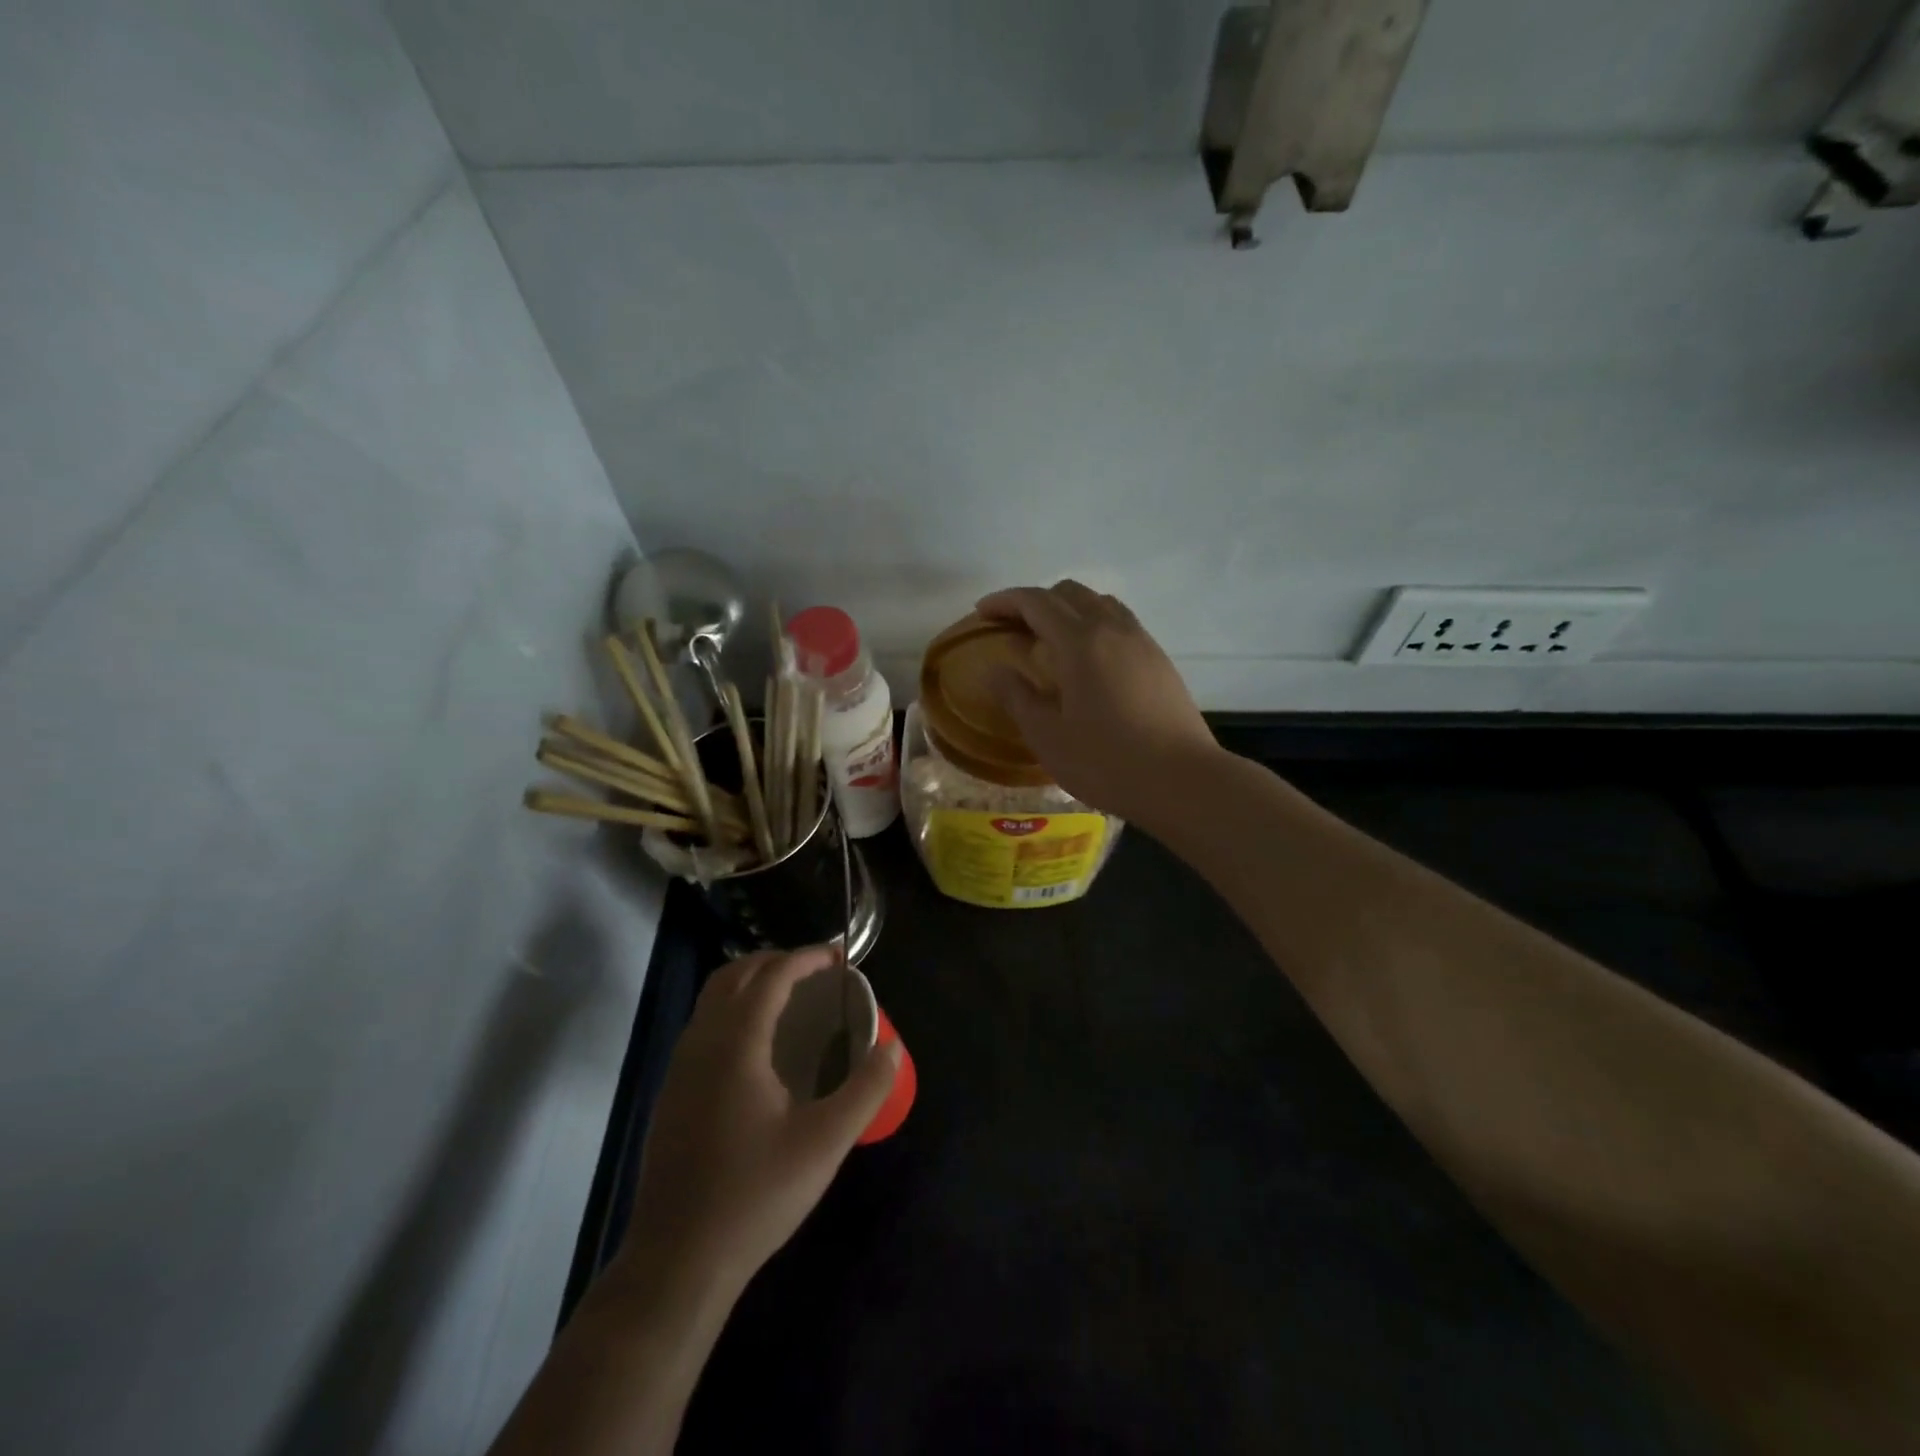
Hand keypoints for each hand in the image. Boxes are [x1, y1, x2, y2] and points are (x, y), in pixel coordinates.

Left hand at [622, 946, 901, 1292]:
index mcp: (736, 1044)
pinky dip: (733, 1009)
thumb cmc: (755, 1196)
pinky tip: (758, 1047)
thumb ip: (865, 1089)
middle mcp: (701, 1044)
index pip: (771, 976)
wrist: (677, 1262)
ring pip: (712, 1000)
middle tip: (815, 971)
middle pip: (734, 975)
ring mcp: (679, 1069)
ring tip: (790, 999)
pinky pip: (703, 1026)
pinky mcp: (672, 1094)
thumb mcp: (825, 1143)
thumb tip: (893, 1047)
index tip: (839, 957)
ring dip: (750, 983)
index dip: (806, 958)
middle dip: (775, 960)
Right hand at [976, 581, 1217, 826]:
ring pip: (1099, 603)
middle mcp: (1113, 629)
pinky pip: (1120, 623)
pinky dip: (1093, 624)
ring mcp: (1142, 642)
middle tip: (1012, 628)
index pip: (1036, 602)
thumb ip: (1017, 697)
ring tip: (1049, 639)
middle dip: (1035, 601)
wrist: (1183, 781)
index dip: (1005, 601)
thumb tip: (997, 670)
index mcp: (1080, 642)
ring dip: (1068, 609)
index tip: (982, 613)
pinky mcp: (1159, 660)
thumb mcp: (1048, 737)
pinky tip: (1087, 660)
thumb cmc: (1107, 762)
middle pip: (1069, 593)